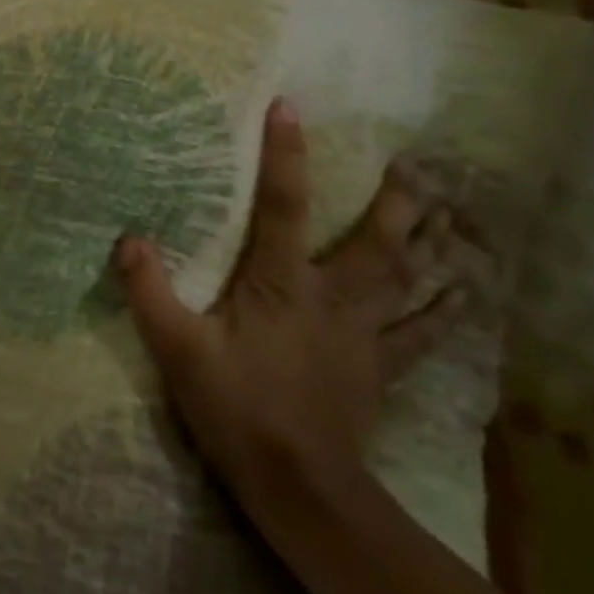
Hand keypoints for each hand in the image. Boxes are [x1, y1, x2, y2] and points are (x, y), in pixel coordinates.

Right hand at [117, 99, 476, 501]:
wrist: (298, 486)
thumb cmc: (235, 409)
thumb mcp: (177, 351)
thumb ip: (150, 293)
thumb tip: (129, 238)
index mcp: (281, 284)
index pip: (283, 206)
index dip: (285, 155)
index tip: (289, 107)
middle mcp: (332, 297)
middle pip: (375, 240)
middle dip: (396, 200)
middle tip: (415, 165)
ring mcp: (364, 334)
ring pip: (406, 279)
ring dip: (429, 244)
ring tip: (452, 212)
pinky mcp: (380, 367)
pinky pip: (420, 334)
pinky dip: (443, 312)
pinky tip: (465, 294)